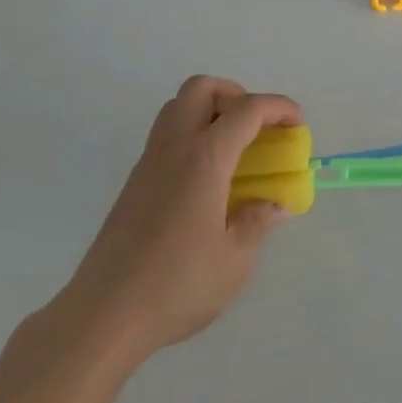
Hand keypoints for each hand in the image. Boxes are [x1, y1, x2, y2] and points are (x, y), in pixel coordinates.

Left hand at [62, 76, 298, 363]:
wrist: (104, 314)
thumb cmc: (176, 285)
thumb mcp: (234, 260)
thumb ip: (256, 222)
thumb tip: (274, 204)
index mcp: (204, 159)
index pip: (246, 110)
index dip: (278, 108)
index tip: (297, 124)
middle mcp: (174, 148)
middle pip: (202, 88)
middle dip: (236, 95)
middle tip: (257, 128)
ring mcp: (149, 163)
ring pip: (178, 107)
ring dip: (210, 111)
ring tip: (234, 150)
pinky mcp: (134, 183)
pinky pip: (167, 136)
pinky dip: (192, 136)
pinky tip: (207, 180)